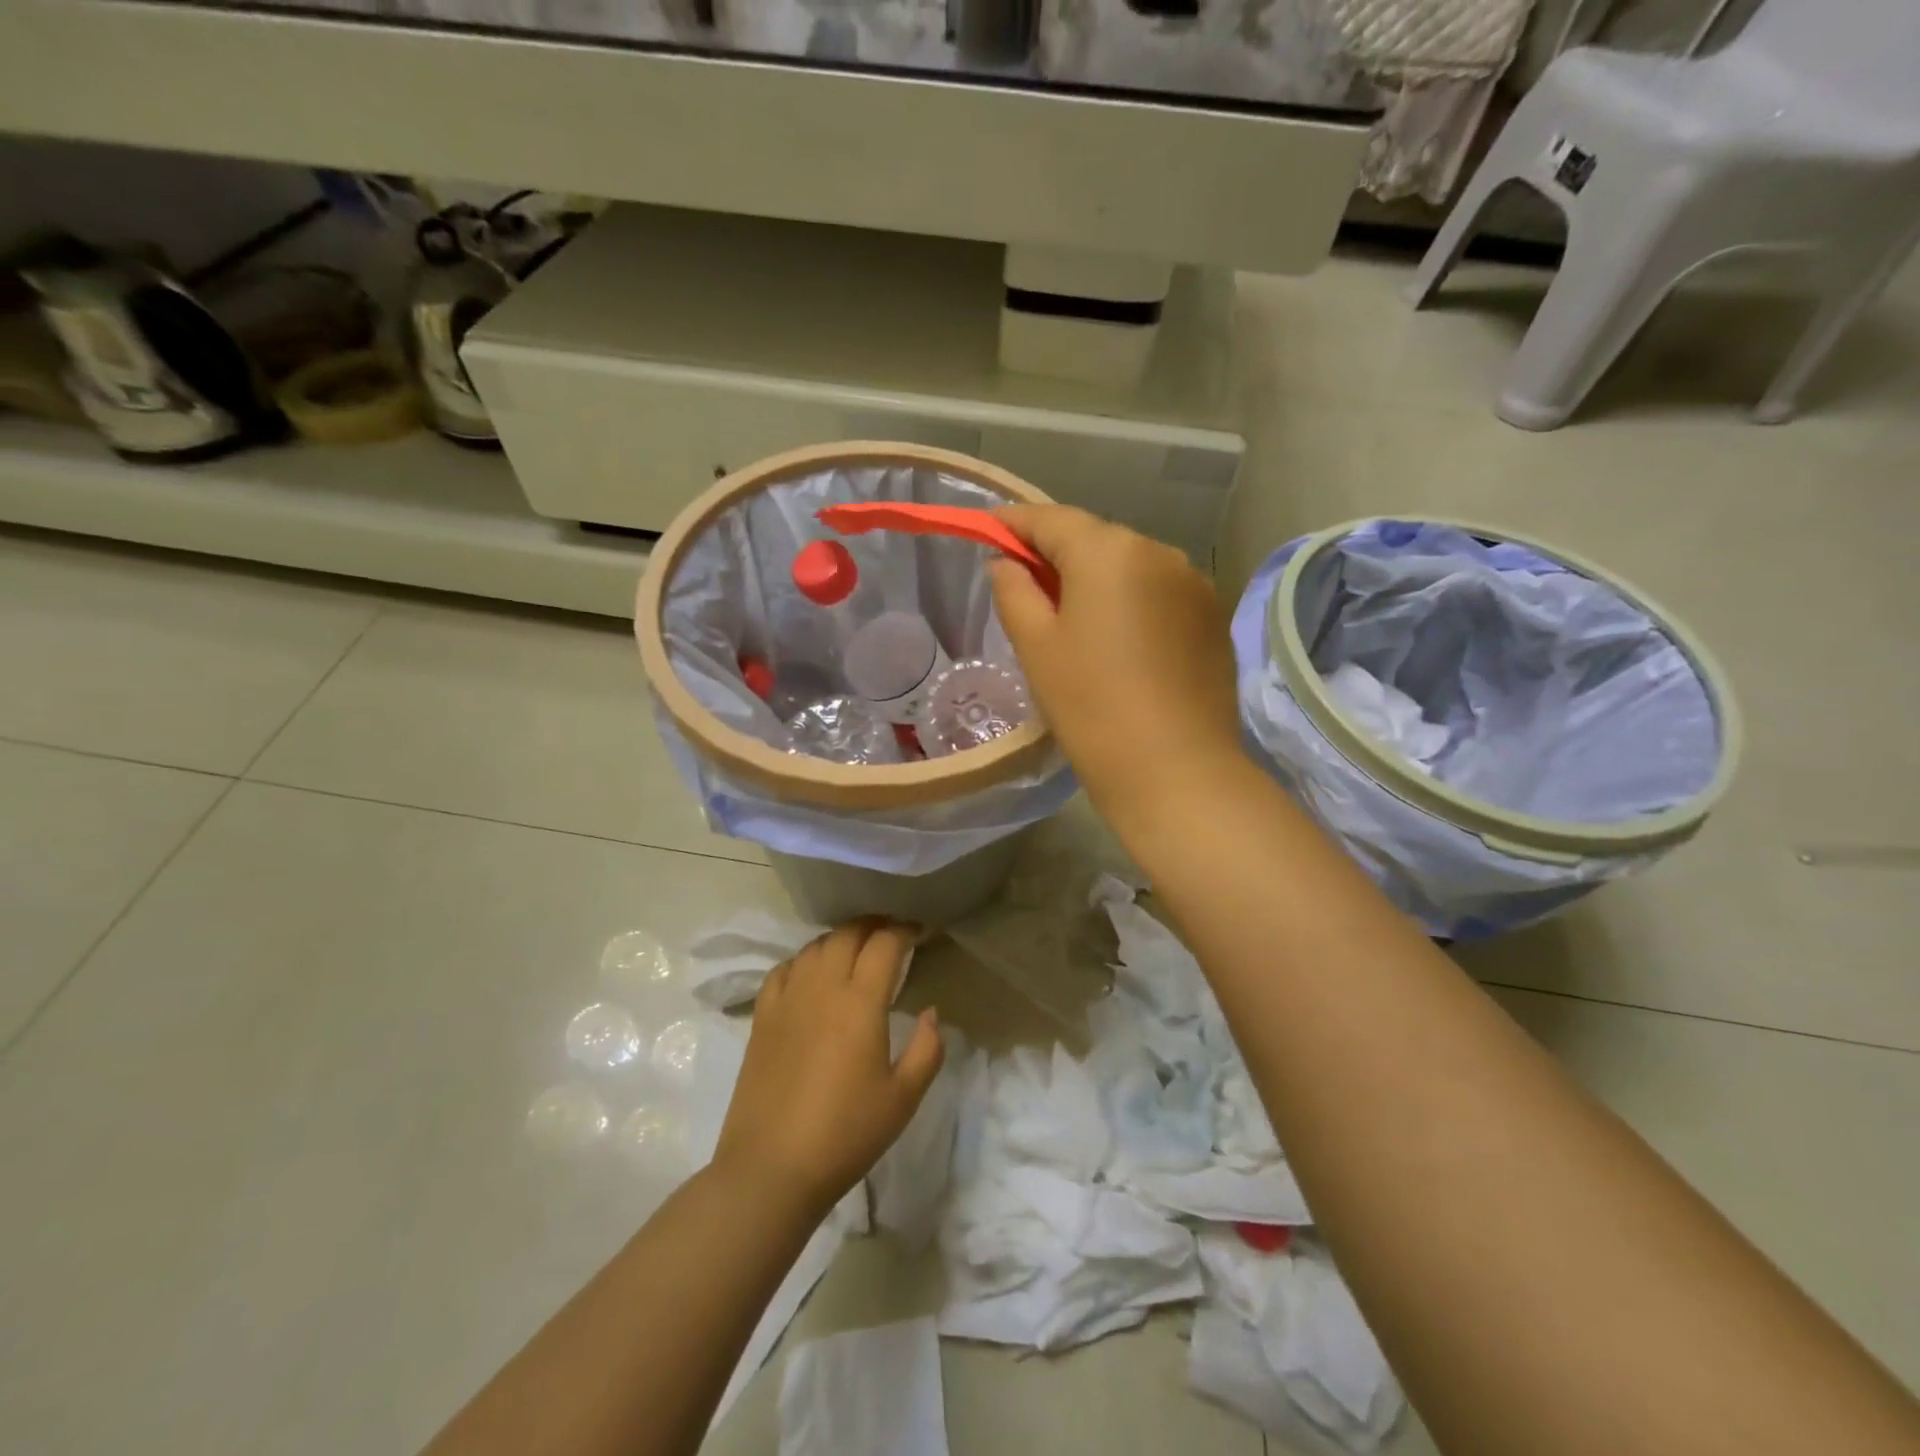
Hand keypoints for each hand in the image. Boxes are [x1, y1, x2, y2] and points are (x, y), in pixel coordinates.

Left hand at [713, 921, 943, 1218]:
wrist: (772, 1168)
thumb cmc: (846, 1134)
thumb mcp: (903, 1098)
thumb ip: (927, 1049)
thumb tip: (931, 1012)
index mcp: (860, 1002)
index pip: (884, 944)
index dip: (904, 930)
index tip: (918, 931)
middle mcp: (822, 987)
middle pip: (848, 934)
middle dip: (873, 925)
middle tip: (891, 934)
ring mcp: (788, 999)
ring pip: (815, 946)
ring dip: (840, 939)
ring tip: (856, 950)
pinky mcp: (763, 1016)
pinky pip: (784, 969)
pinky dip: (804, 960)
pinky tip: (812, 974)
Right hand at [991, 504, 1243, 831]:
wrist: (1176, 770)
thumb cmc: (1091, 706)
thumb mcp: (1036, 647)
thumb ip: (1014, 591)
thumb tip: (1007, 563)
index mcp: (1109, 551)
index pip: (1051, 519)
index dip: (1014, 523)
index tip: (988, 530)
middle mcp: (1158, 551)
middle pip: (1095, 539)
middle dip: (1057, 554)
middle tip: (1025, 585)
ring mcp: (1194, 584)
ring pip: (1130, 566)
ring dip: (1097, 580)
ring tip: (1073, 619)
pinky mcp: (1212, 617)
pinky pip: (1159, 593)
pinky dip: (1131, 602)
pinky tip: (1119, 641)